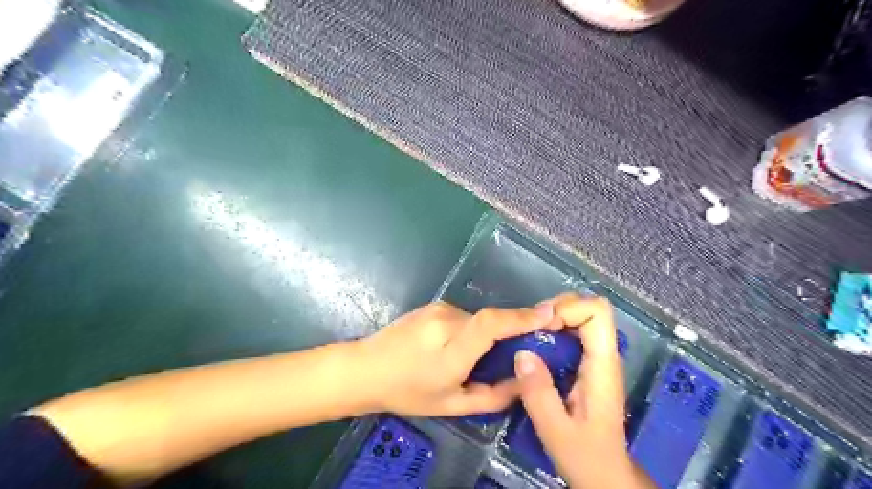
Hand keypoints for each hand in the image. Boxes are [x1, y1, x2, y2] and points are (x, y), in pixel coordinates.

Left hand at [356, 301, 554, 416]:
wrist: (366, 368)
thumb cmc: (408, 392)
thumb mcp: (452, 404)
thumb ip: (493, 395)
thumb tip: (524, 382)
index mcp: (451, 349)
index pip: (491, 324)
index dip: (521, 317)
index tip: (549, 313)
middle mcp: (446, 321)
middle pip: (490, 320)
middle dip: (507, 333)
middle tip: (514, 353)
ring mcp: (438, 309)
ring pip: (477, 319)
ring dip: (484, 335)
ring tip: (470, 358)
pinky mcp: (433, 305)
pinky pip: (463, 316)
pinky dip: (469, 330)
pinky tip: (453, 348)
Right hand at [513, 294, 653, 487]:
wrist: (605, 475)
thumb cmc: (586, 457)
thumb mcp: (555, 430)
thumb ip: (539, 393)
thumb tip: (522, 353)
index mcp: (603, 365)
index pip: (597, 311)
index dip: (567, 309)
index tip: (541, 328)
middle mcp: (604, 355)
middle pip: (587, 308)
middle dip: (556, 310)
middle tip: (529, 329)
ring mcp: (597, 359)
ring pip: (579, 318)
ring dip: (551, 319)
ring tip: (528, 336)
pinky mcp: (587, 365)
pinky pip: (572, 333)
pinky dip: (552, 332)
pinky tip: (534, 349)